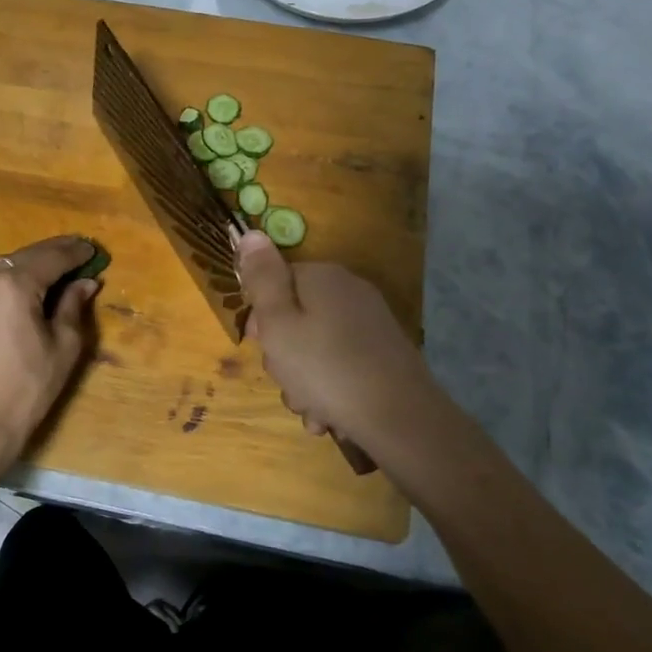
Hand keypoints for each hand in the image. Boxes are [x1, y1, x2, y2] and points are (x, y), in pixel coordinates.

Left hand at [0, 236, 100, 472]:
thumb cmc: (25, 389)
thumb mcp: (62, 347)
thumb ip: (72, 307)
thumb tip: (84, 283)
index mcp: (14, 284)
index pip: (52, 257)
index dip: (75, 253)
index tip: (93, 250)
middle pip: (24, 256)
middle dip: (52, 253)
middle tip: (76, 252)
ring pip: (0, 268)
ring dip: (27, 266)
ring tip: (49, 272)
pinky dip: (4, 282)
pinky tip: (18, 293)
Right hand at [238, 230, 438, 458]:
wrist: (399, 418)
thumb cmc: (325, 368)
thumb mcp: (278, 323)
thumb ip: (261, 280)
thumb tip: (251, 234)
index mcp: (322, 278)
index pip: (276, 282)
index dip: (261, 315)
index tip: (261, 343)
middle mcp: (349, 292)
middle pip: (296, 318)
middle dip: (283, 356)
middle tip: (285, 378)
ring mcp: (370, 325)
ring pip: (316, 349)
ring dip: (303, 382)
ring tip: (310, 408)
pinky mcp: (382, 356)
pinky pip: (340, 368)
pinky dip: (329, 391)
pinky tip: (328, 416)